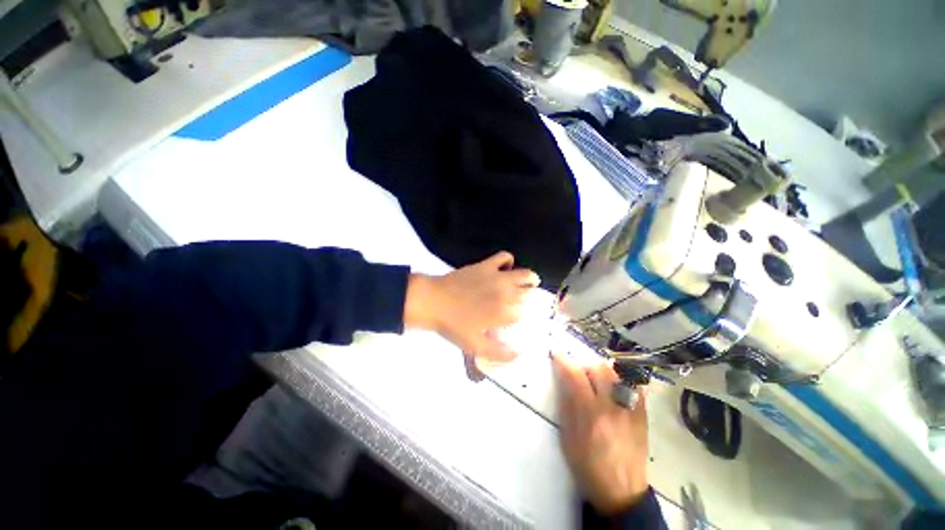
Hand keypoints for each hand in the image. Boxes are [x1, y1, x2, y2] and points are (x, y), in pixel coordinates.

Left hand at [404, 251, 538, 360]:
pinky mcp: (486, 265)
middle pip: (528, 294)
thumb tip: (518, 353)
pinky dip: (509, 260)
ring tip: (530, 282)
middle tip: (524, 302)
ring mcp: (497, 277)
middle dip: (529, 299)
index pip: (524, 314)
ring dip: (530, 279)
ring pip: (524, 274)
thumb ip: (499, 353)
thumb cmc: (453, 325)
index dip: (523, 317)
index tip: (518, 319)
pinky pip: (504, 257)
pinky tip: (507, 267)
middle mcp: (506, 293)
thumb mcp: (474, 346)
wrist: (433, 301)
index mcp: (504, 313)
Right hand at [552, 352, 649, 513]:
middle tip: (578, 374)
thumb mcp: (568, 437)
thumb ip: (566, 403)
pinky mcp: (642, 413)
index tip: (557, 352)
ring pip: (615, 373)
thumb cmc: (587, 466)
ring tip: (595, 382)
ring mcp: (630, 408)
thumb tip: (562, 377)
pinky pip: (632, 384)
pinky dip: (619, 380)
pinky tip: (613, 389)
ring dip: (600, 371)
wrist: (621, 490)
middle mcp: (612, 406)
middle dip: (584, 365)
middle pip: (597, 368)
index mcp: (589, 414)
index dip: (564, 360)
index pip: (575, 375)